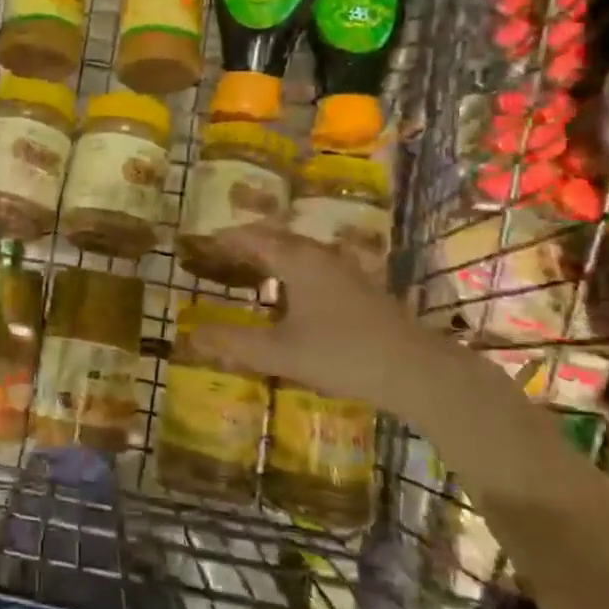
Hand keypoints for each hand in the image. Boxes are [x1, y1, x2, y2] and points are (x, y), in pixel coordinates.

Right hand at [196, 223, 502, 431]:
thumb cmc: (342, 354)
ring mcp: (346, 271)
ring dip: (272, 256)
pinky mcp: (362, 289)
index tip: (202, 242)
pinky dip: (292, 270)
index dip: (226, 238)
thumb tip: (191, 334)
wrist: (417, 371)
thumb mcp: (280, 352)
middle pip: (277, 238)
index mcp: (298, 261)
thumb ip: (234, 343)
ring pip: (300, 252)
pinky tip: (292, 294)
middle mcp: (321, 257)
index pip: (253, 238)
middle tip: (220, 254)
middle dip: (247, 243)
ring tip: (250, 270)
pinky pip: (315, 266)